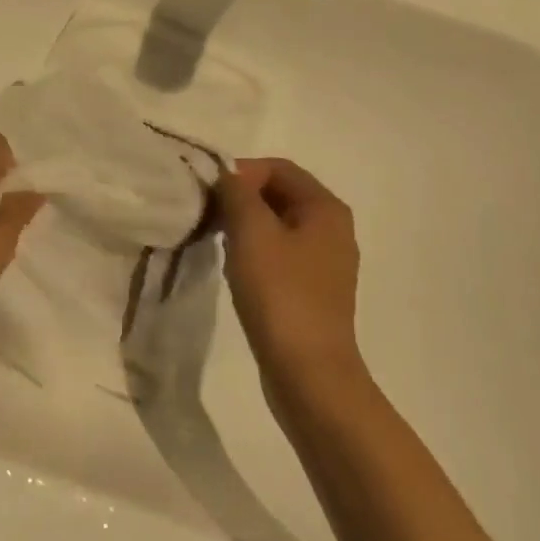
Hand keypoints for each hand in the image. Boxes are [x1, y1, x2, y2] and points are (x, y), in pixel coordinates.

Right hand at [216, 157, 365, 391]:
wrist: (308, 372)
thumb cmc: (280, 293)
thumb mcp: (251, 232)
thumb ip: (236, 193)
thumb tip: (226, 175)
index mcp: (326, 208)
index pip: (278, 168)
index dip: (241, 172)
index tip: (209, 193)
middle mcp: (332, 229)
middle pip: (279, 194)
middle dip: (240, 198)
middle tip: (207, 215)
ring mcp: (325, 262)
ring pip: (276, 224)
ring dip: (244, 225)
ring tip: (216, 241)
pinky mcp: (313, 289)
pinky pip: (279, 253)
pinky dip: (254, 251)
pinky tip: (234, 270)